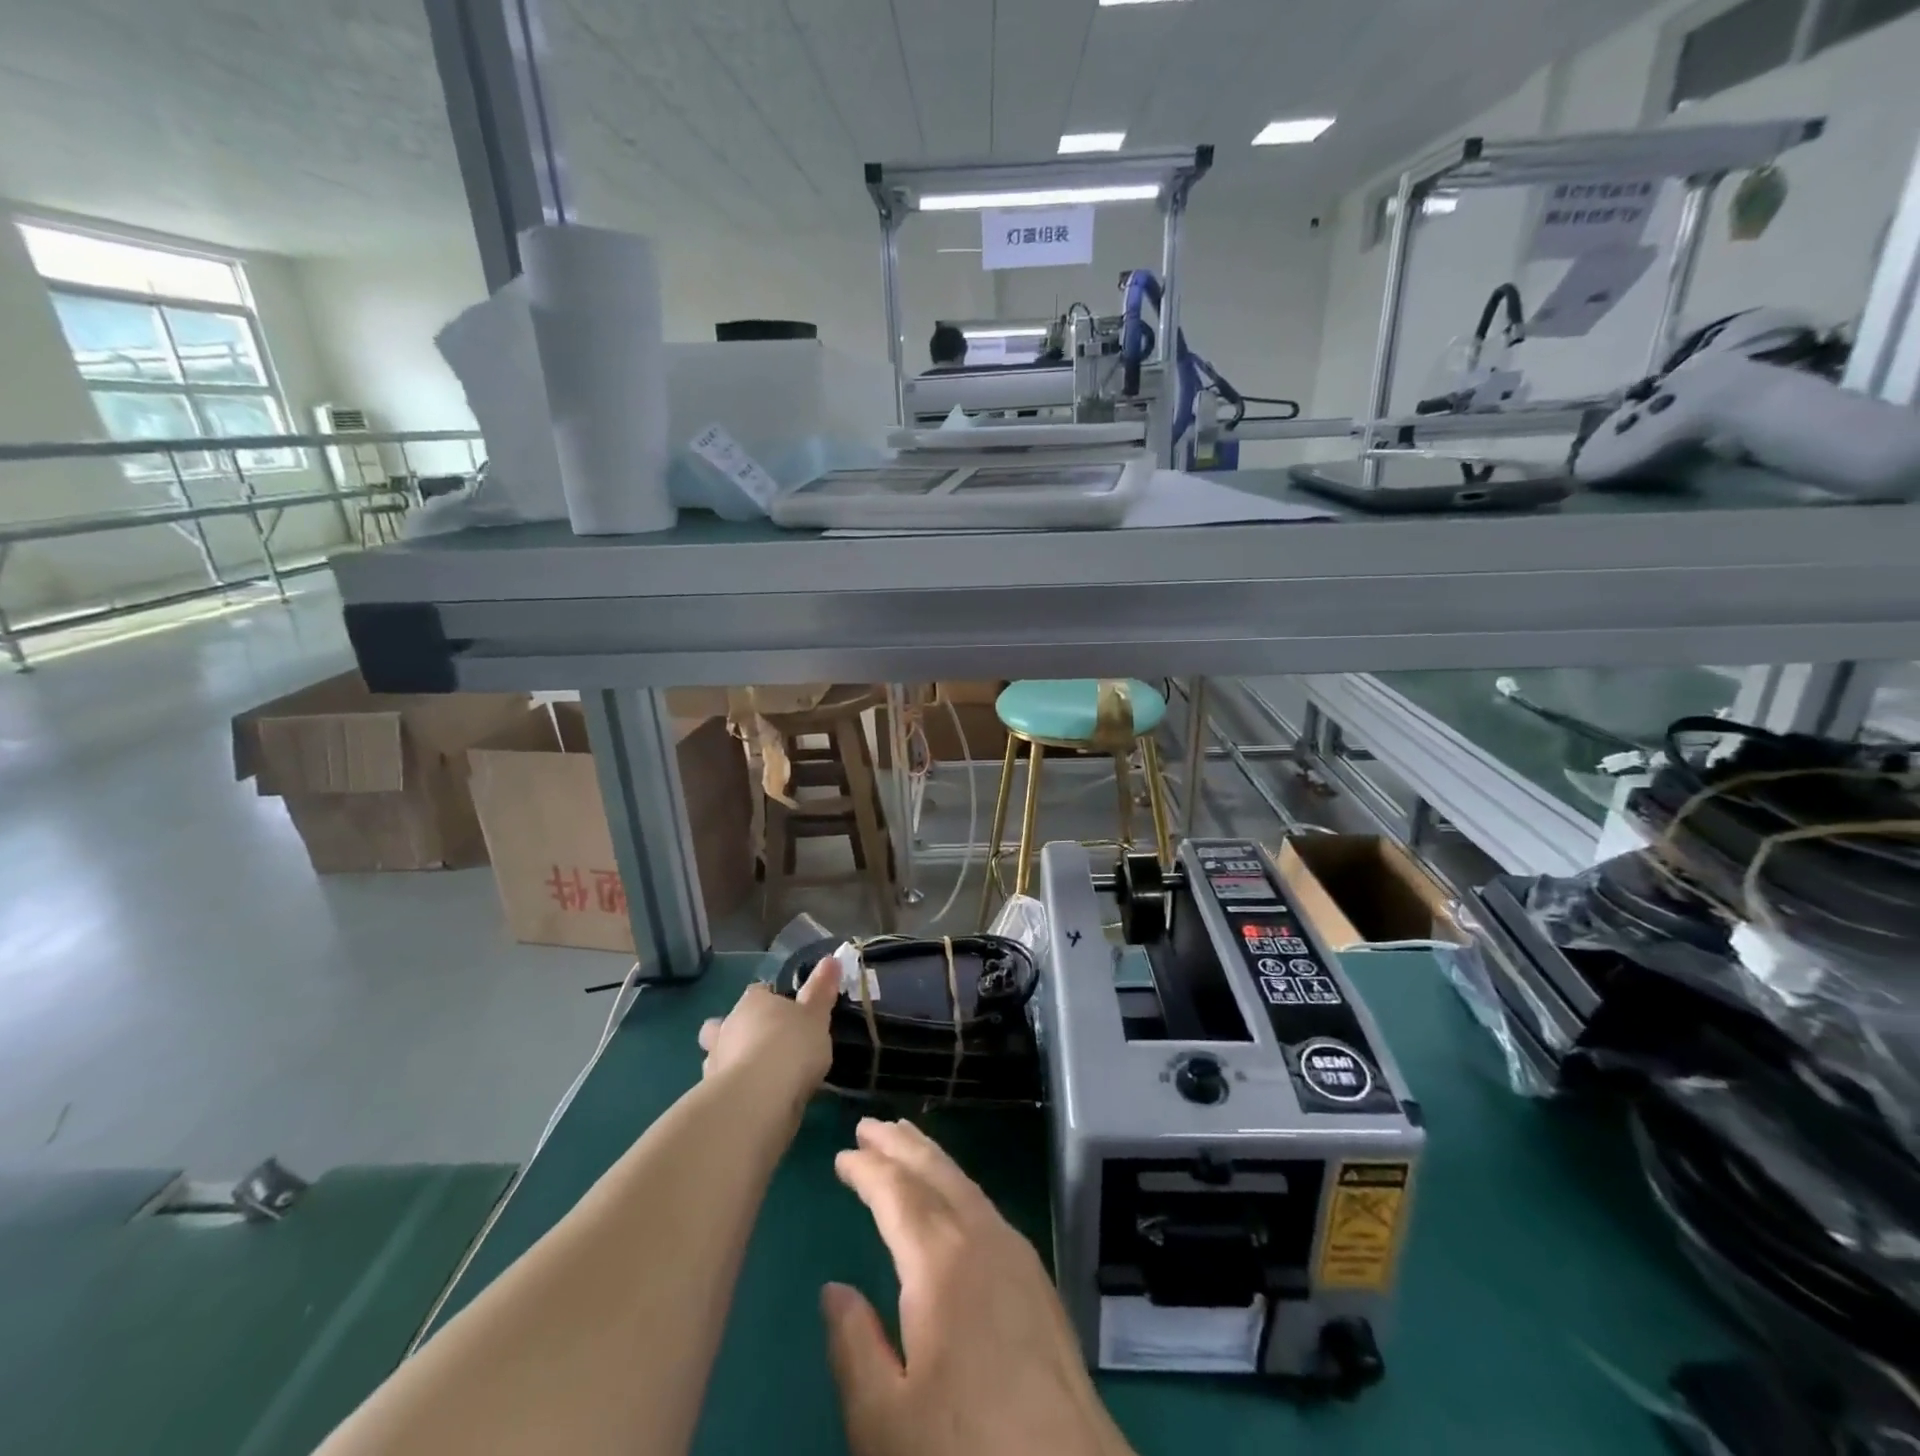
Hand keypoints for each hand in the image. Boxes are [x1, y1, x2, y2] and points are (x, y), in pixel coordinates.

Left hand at [696, 958, 838, 1109]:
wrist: (758, 1098)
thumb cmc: (791, 1046)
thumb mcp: (816, 1016)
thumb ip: (821, 991)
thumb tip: (831, 959)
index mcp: (753, 1002)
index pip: (758, 992)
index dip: (769, 1000)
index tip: (786, 1012)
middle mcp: (728, 1026)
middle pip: (725, 1022)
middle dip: (737, 1031)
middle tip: (761, 1044)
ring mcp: (715, 1062)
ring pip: (717, 1055)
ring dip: (731, 1061)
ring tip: (757, 1076)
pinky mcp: (712, 1096)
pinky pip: (723, 1087)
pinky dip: (735, 1090)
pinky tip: (753, 1100)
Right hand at [822, 1119, 1133, 1455]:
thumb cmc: (965, 1450)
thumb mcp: (884, 1421)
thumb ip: (854, 1348)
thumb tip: (835, 1290)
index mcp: (939, 1262)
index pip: (896, 1193)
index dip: (867, 1169)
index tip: (843, 1154)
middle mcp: (980, 1237)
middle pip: (935, 1172)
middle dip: (900, 1144)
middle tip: (871, 1124)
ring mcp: (1016, 1251)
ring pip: (964, 1183)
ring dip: (931, 1158)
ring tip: (906, 1140)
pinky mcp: (1036, 1275)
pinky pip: (985, 1204)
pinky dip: (957, 1183)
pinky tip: (951, 1196)